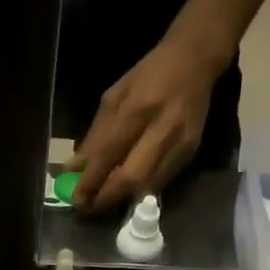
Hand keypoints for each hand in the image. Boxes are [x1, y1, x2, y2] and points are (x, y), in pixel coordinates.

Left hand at [68, 37, 225, 214]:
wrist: (194, 61)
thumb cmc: (147, 76)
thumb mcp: (114, 97)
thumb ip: (96, 135)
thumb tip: (75, 168)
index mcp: (137, 108)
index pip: (108, 154)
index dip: (90, 180)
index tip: (76, 199)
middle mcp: (161, 128)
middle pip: (131, 178)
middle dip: (107, 198)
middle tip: (89, 208)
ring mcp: (180, 142)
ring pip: (148, 186)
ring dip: (123, 199)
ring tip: (104, 202)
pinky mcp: (191, 151)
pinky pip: (162, 181)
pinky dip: (141, 190)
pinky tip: (127, 192)